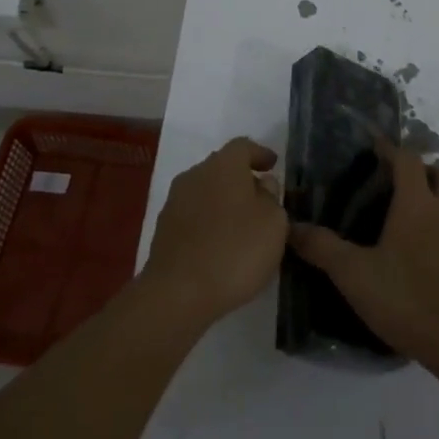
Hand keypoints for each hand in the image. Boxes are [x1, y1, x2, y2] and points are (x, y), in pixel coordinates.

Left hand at [141, 137, 288, 330]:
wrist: (178, 292)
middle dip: (242, 179)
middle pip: (223, 167)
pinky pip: (194, 215)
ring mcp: (176, 201)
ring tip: (242, 226)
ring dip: (224, 202)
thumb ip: (272, 197)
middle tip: (261, 198)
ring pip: (206, 191)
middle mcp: (196, 173)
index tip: (273, 165)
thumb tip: (262, 185)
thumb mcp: (273, 223)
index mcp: (224, 164)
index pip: (243, 146)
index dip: (260, 154)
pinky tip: (220, 245)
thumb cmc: (235, 250)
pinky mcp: (164, 228)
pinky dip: (209, 222)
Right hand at [288, 141, 438, 376]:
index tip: (374, 148)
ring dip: (436, 198)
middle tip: (397, 183)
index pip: (408, 159)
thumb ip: (323, 248)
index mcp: (417, 204)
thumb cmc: (408, 299)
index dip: (391, 149)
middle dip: (422, 170)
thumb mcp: (355, 275)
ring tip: (408, 218)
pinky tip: (424, 253)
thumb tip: (291, 227)